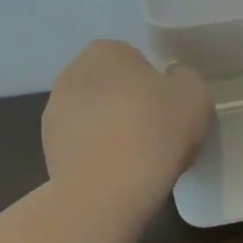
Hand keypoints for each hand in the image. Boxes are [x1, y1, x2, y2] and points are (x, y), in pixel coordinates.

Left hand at [42, 41, 211, 203]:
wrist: (107, 191)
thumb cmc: (154, 130)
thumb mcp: (195, 94)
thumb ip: (184, 78)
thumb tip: (171, 82)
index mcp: (105, 51)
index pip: (135, 59)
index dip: (154, 84)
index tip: (168, 109)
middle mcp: (71, 73)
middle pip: (110, 86)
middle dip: (128, 104)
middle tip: (155, 133)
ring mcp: (54, 113)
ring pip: (93, 117)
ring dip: (109, 130)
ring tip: (136, 160)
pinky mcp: (47, 150)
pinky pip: (82, 146)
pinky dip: (96, 156)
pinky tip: (115, 176)